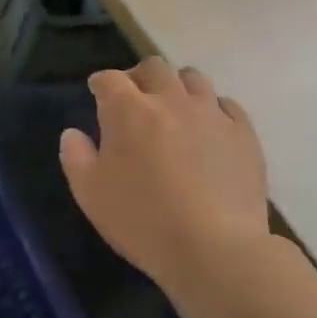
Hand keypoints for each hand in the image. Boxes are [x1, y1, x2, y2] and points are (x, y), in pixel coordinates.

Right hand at [59, 59, 269, 285]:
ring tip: (175, 108)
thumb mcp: (90, 194)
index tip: (98, 93)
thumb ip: (76, 157)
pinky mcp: (243, 134)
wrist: (215, 250)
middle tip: (136, 99)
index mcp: (128, 110)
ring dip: (178, 86)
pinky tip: (210, 128)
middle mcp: (170, 100)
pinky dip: (214, 109)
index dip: (101, 83)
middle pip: (154, 67)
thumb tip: (73, 133)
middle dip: (140, 77)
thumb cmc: (143, 221)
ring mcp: (211, 114)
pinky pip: (228, 105)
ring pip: (193, 78)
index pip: (110, 78)